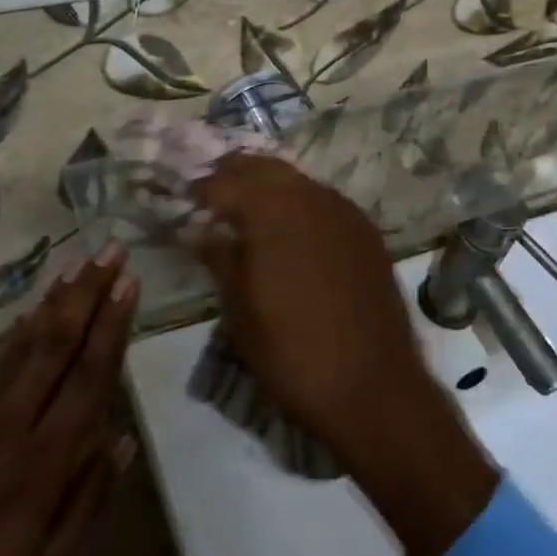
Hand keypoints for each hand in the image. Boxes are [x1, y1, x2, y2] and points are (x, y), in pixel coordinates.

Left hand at [0, 246, 139, 555]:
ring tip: (79, 264)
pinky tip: (34, 312)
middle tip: (111, 251)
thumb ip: (89, 500)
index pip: (88, 376)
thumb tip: (121, 439)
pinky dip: (19, 330)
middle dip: (88, 292)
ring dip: (55, 300)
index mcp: (42, 461)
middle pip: (56, 342)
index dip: (112, 325)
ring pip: (23, 343)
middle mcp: (10, 423)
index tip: (129, 283)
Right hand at [192, 156, 497, 555]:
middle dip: (234, 174)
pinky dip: (299, 202)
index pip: (226, 182)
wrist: (372, 387)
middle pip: (265, 168)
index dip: (201, 188)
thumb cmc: (292, 352)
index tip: (184, 200)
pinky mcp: (367, 233)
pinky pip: (324, 201)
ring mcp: (345, 213)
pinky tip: (290, 228)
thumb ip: (220, 257)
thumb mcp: (240, 309)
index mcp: (273, 211)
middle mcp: (311, 198)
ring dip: (268, 185)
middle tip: (211, 192)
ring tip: (246, 208)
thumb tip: (201, 229)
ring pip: (298, 181)